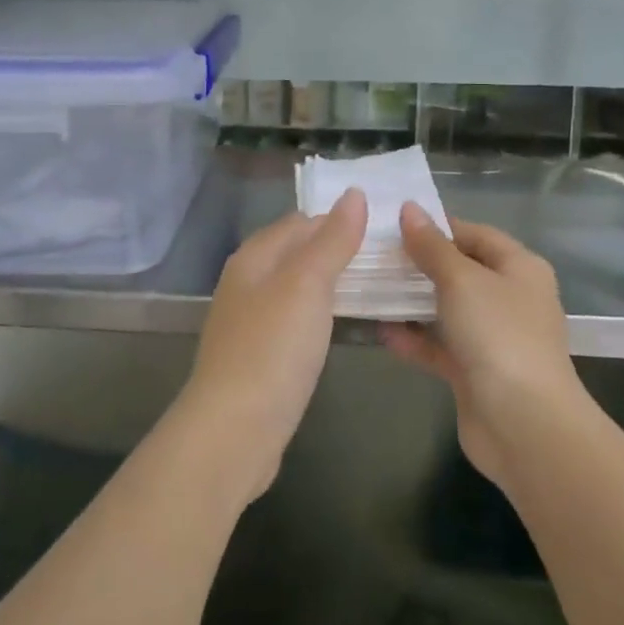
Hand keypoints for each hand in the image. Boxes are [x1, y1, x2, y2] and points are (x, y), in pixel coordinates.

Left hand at [176, 189, 366, 502]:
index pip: (300, 222)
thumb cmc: (272, 348)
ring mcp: (250, 322)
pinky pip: (294, 321)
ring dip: (330, 284)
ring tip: (375, 286)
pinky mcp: (259, 356)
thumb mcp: (307, 284)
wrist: (234, 429)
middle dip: (336, 250)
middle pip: (296, 253)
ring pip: (296, 288)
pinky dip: (319, 315)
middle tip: (389, 257)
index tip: (384, 228)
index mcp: (254, 257)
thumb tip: (354, 194)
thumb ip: (332, 240)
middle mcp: (247, 282)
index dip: (339, 219)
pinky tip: (340, 325)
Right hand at [382, 206, 580, 492]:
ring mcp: (493, 337)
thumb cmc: (498, 335)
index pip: (474, 234)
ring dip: (411, 303)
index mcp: (519, 268)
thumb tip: (409, 209)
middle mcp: (510, 298)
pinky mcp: (475, 372)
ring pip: (446, 310)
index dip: (436, 226)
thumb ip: (432, 246)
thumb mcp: (461, 280)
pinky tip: (381, 332)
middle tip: (373, 256)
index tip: (392, 224)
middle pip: (459, 271)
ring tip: (369, 289)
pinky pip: (439, 346)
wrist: (524, 424)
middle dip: (418, 264)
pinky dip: (414, 339)